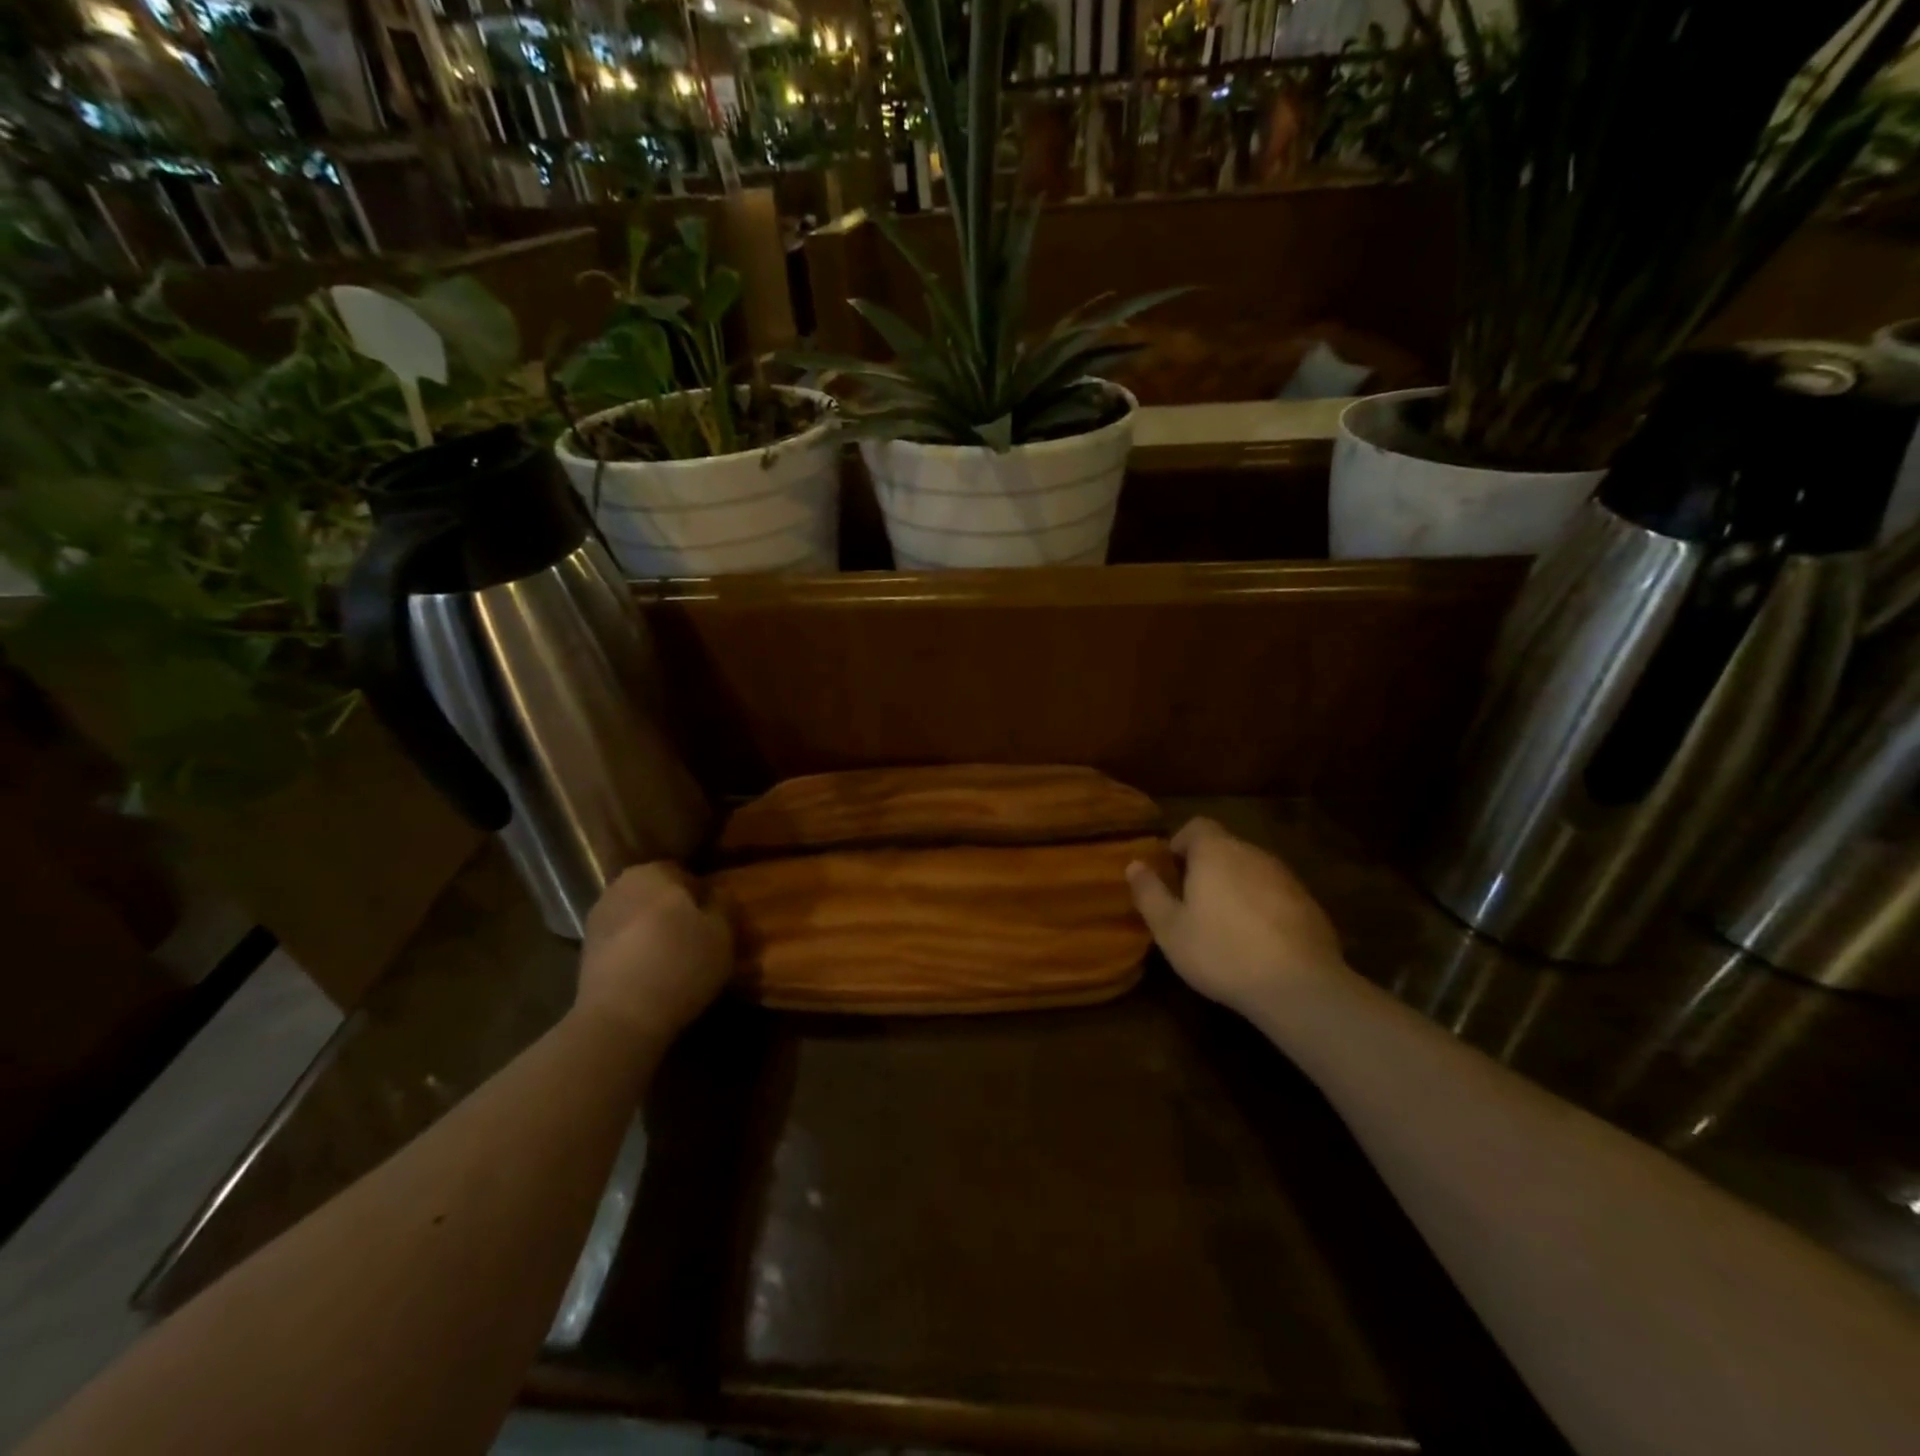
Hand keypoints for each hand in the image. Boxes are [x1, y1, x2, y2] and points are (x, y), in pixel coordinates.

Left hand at [576, 863, 732, 1047]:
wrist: (620, 1018)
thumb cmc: (680, 963)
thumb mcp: (722, 932)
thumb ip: (723, 905)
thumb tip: (716, 896)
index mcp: (653, 871)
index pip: (686, 874)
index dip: (705, 898)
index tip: (717, 922)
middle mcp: (619, 887)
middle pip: (658, 896)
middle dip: (676, 913)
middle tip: (700, 941)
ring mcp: (597, 921)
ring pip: (639, 920)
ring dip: (655, 934)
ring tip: (677, 963)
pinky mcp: (584, 955)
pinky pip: (623, 945)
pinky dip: (637, 954)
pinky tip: (653, 977)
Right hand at [1126, 817, 1345, 1018]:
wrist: (1299, 986)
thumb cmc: (1222, 951)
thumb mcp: (1170, 928)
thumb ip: (1150, 892)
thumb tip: (1134, 864)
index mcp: (1216, 852)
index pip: (1197, 826)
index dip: (1181, 843)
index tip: (1172, 871)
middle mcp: (1252, 853)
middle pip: (1225, 848)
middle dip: (1207, 868)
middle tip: (1191, 903)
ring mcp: (1286, 878)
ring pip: (1251, 871)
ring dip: (1235, 888)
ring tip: (1224, 925)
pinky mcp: (1309, 904)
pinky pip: (1275, 894)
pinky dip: (1262, 907)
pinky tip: (1258, 943)